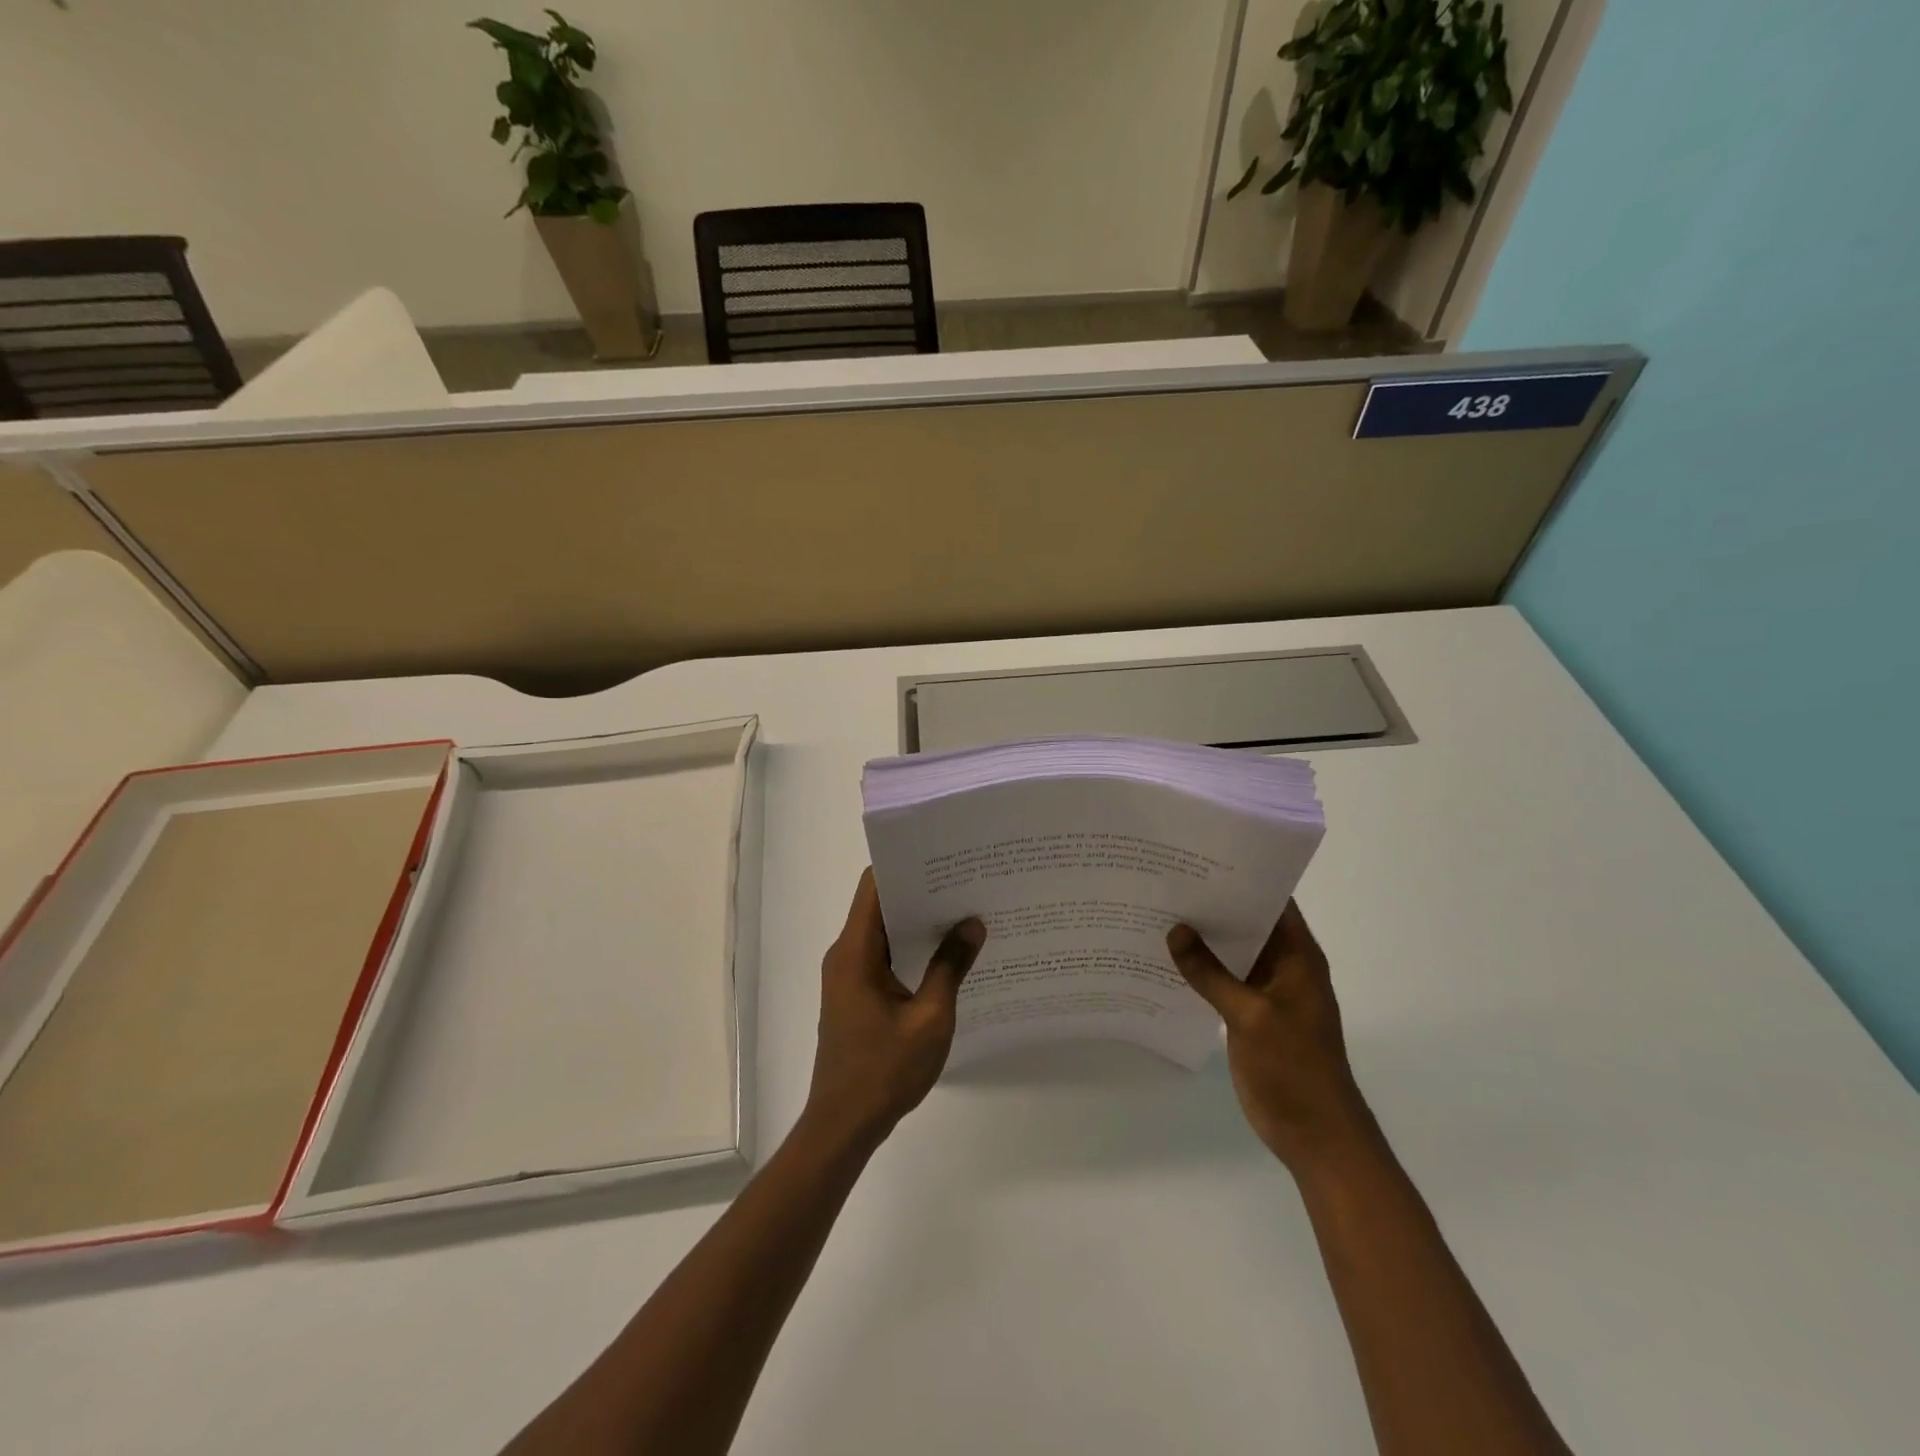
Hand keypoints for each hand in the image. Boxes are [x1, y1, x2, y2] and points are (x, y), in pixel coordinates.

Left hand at [804, 869, 985, 1146]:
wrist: (844, 1125)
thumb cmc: (885, 1071)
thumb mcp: (930, 1018)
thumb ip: (950, 967)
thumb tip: (972, 924)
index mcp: (855, 951)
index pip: (874, 886)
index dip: (905, 864)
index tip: (943, 855)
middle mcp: (846, 954)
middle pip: (880, 904)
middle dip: (920, 890)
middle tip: (966, 880)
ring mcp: (849, 975)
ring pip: (884, 931)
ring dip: (918, 921)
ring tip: (964, 910)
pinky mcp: (857, 994)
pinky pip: (885, 956)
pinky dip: (912, 948)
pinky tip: (947, 953)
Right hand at [1167, 902, 1374, 1174]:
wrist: (1316, 1135)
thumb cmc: (1294, 1068)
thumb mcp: (1250, 1016)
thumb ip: (1210, 973)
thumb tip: (1175, 930)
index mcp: (1297, 957)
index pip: (1273, 901)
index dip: (1242, 876)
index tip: (1201, 856)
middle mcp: (1284, 966)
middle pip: (1248, 922)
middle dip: (1213, 903)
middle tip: (1166, 878)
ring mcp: (1266, 991)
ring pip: (1232, 952)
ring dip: (1204, 937)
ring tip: (1158, 909)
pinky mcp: (1250, 1014)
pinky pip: (1223, 980)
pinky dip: (1200, 968)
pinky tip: (1166, 957)